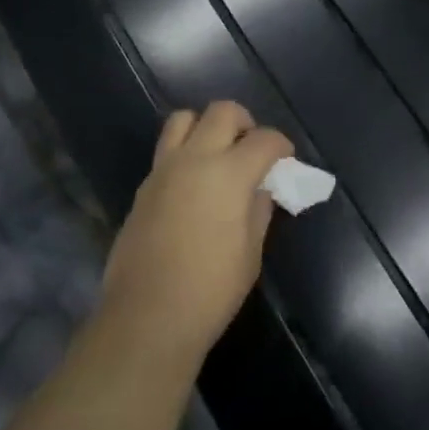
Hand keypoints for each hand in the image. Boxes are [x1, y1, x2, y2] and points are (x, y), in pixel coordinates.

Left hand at [100, 101, 293, 363]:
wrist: (147, 318)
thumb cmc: (210, 291)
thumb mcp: (250, 253)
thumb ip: (258, 209)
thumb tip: (260, 188)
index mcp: (229, 173)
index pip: (264, 139)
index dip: (280, 145)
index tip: (285, 159)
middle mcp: (195, 158)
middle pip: (222, 112)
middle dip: (244, 122)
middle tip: (251, 149)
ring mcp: (164, 169)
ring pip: (184, 118)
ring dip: (206, 127)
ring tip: (217, 155)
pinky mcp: (144, 186)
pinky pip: (166, 150)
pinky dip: (184, 153)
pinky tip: (193, 185)